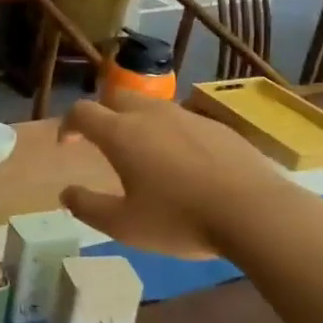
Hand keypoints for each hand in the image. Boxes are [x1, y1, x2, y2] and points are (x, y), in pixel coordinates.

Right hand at [58, 96, 287, 256]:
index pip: (82, 112)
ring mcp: (187, 116)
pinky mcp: (218, 127)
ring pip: (151, 107)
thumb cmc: (180, 219)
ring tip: (143, 154)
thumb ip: (87, 206)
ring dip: (137, 122)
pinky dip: (170, 134)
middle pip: (116, 97)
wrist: (256, 213)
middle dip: (102, 113)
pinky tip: (183, 164)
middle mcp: (150, 115)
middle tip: (101, 141)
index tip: (67, 144)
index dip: (68, 124)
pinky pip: (182, 121)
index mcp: (121, 133)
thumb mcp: (123, 225)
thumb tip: (66, 193)